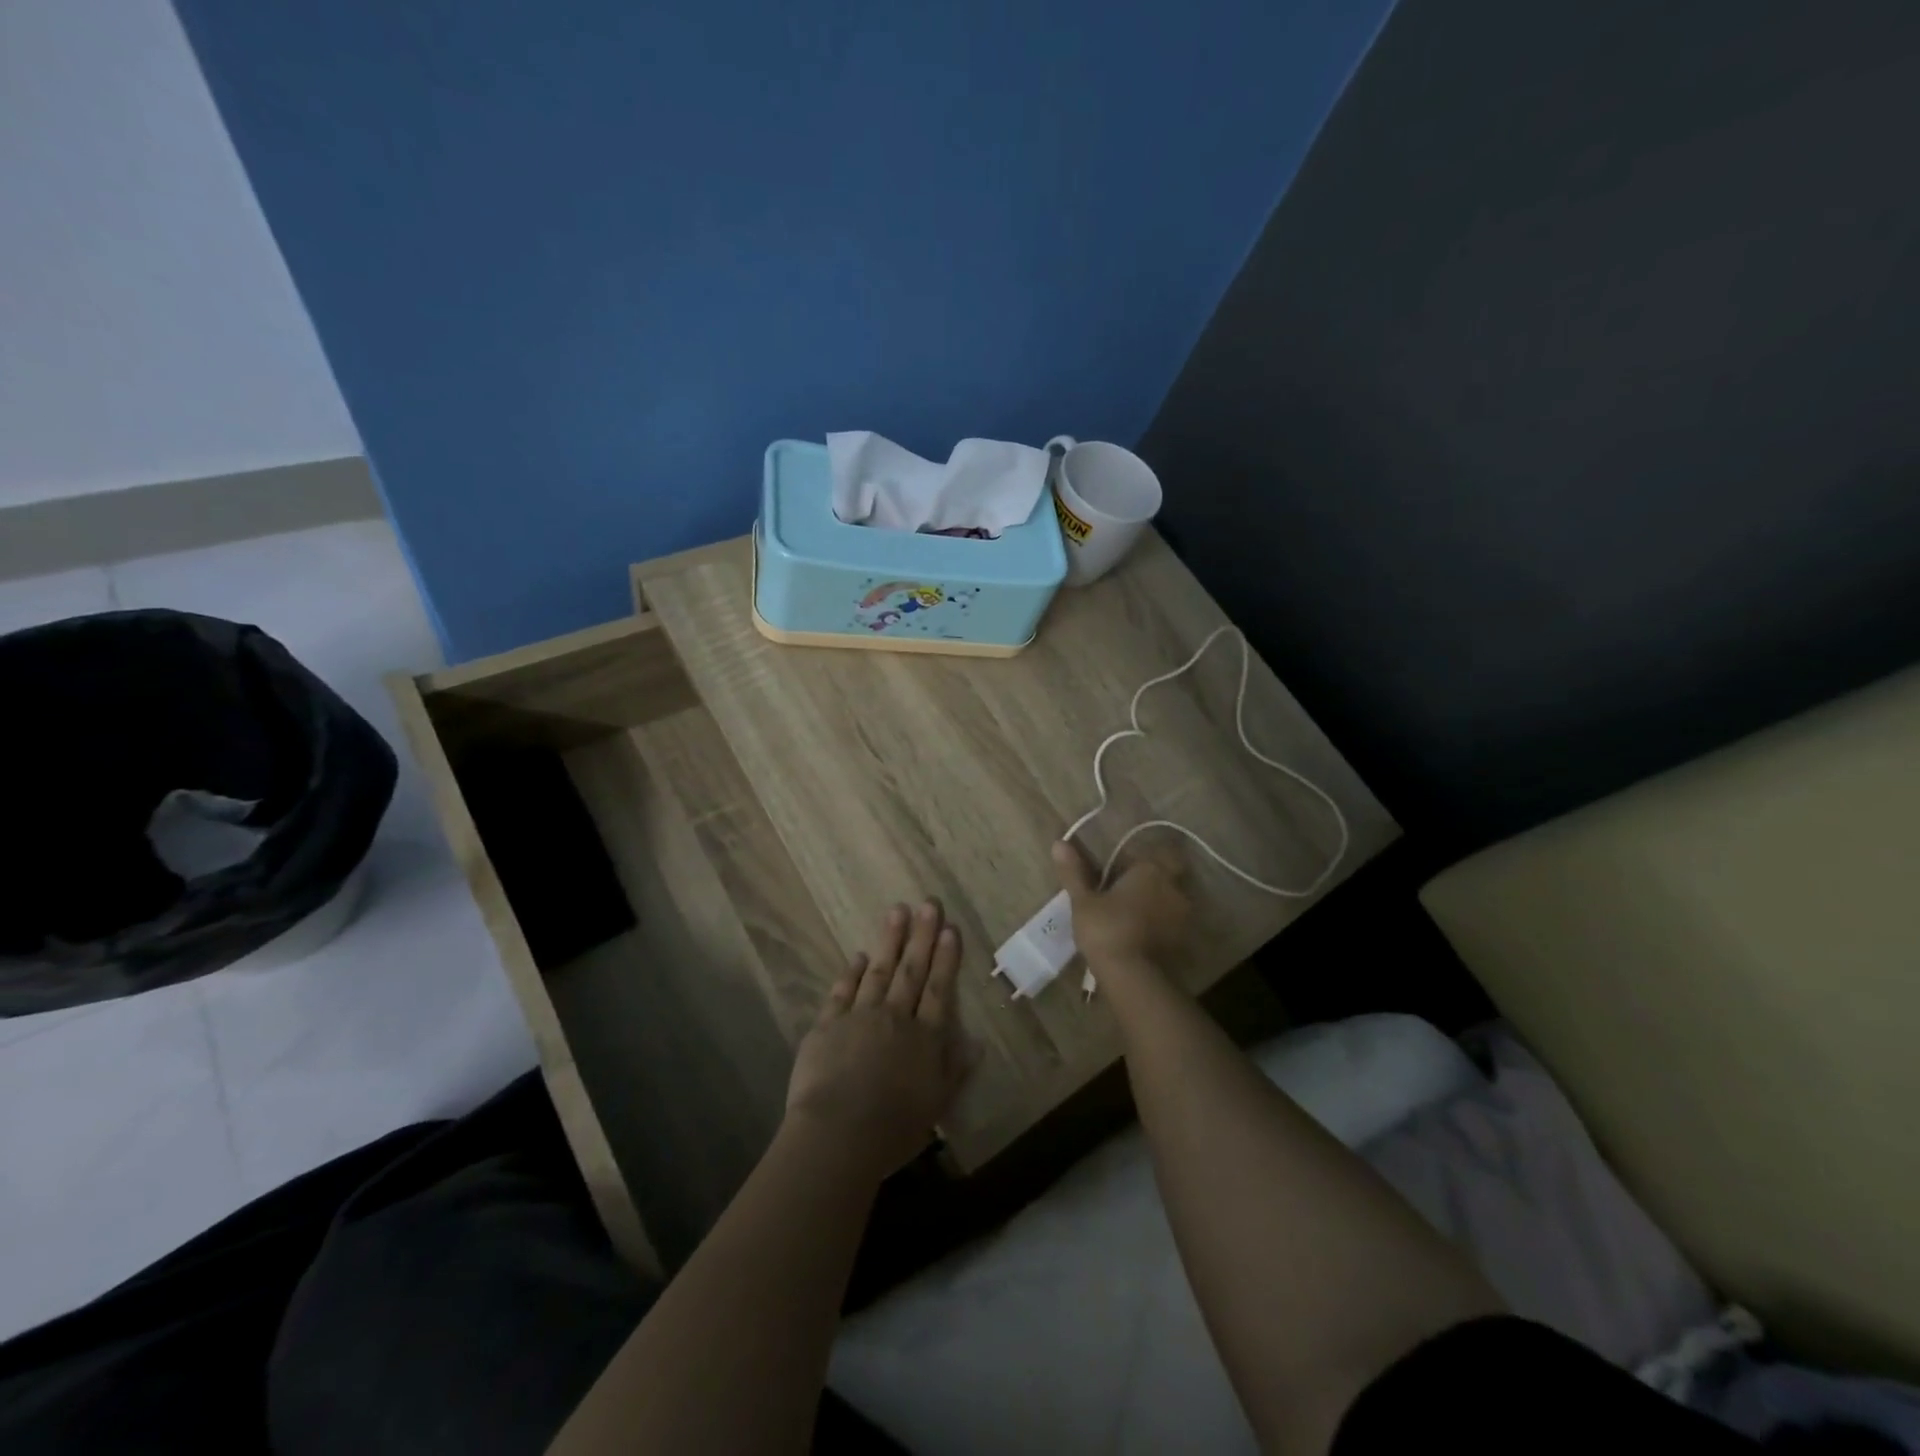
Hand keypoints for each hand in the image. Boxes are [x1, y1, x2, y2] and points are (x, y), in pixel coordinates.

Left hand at [785, 900, 975, 1179]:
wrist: (838, 1134)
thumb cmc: (894, 1128)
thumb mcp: (936, 1105)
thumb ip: (956, 1070)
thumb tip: (978, 1043)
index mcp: (924, 1038)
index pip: (938, 990)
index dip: (945, 959)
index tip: (950, 929)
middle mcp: (895, 1018)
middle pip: (911, 971)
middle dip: (921, 936)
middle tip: (928, 904)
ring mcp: (860, 1016)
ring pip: (879, 971)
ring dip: (890, 941)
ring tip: (897, 912)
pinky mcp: (828, 1025)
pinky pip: (843, 991)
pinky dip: (852, 972)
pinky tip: (859, 956)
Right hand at [1053, 838, 1190, 972]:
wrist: (1133, 977)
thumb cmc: (1106, 929)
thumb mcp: (1083, 901)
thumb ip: (1074, 872)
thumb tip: (1059, 843)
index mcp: (1151, 870)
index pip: (1151, 853)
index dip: (1136, 861)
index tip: (1118, 871)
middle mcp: (1173, 887)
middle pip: (1165, 875)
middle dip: (1149, 881)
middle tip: (1124, 892)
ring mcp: (1183, 915)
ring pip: (1170, 900)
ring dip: (1155, 904)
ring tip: (1130, 916)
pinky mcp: (1183, 940)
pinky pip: (1171, 923)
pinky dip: (1160, 925)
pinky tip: (1140, 935)